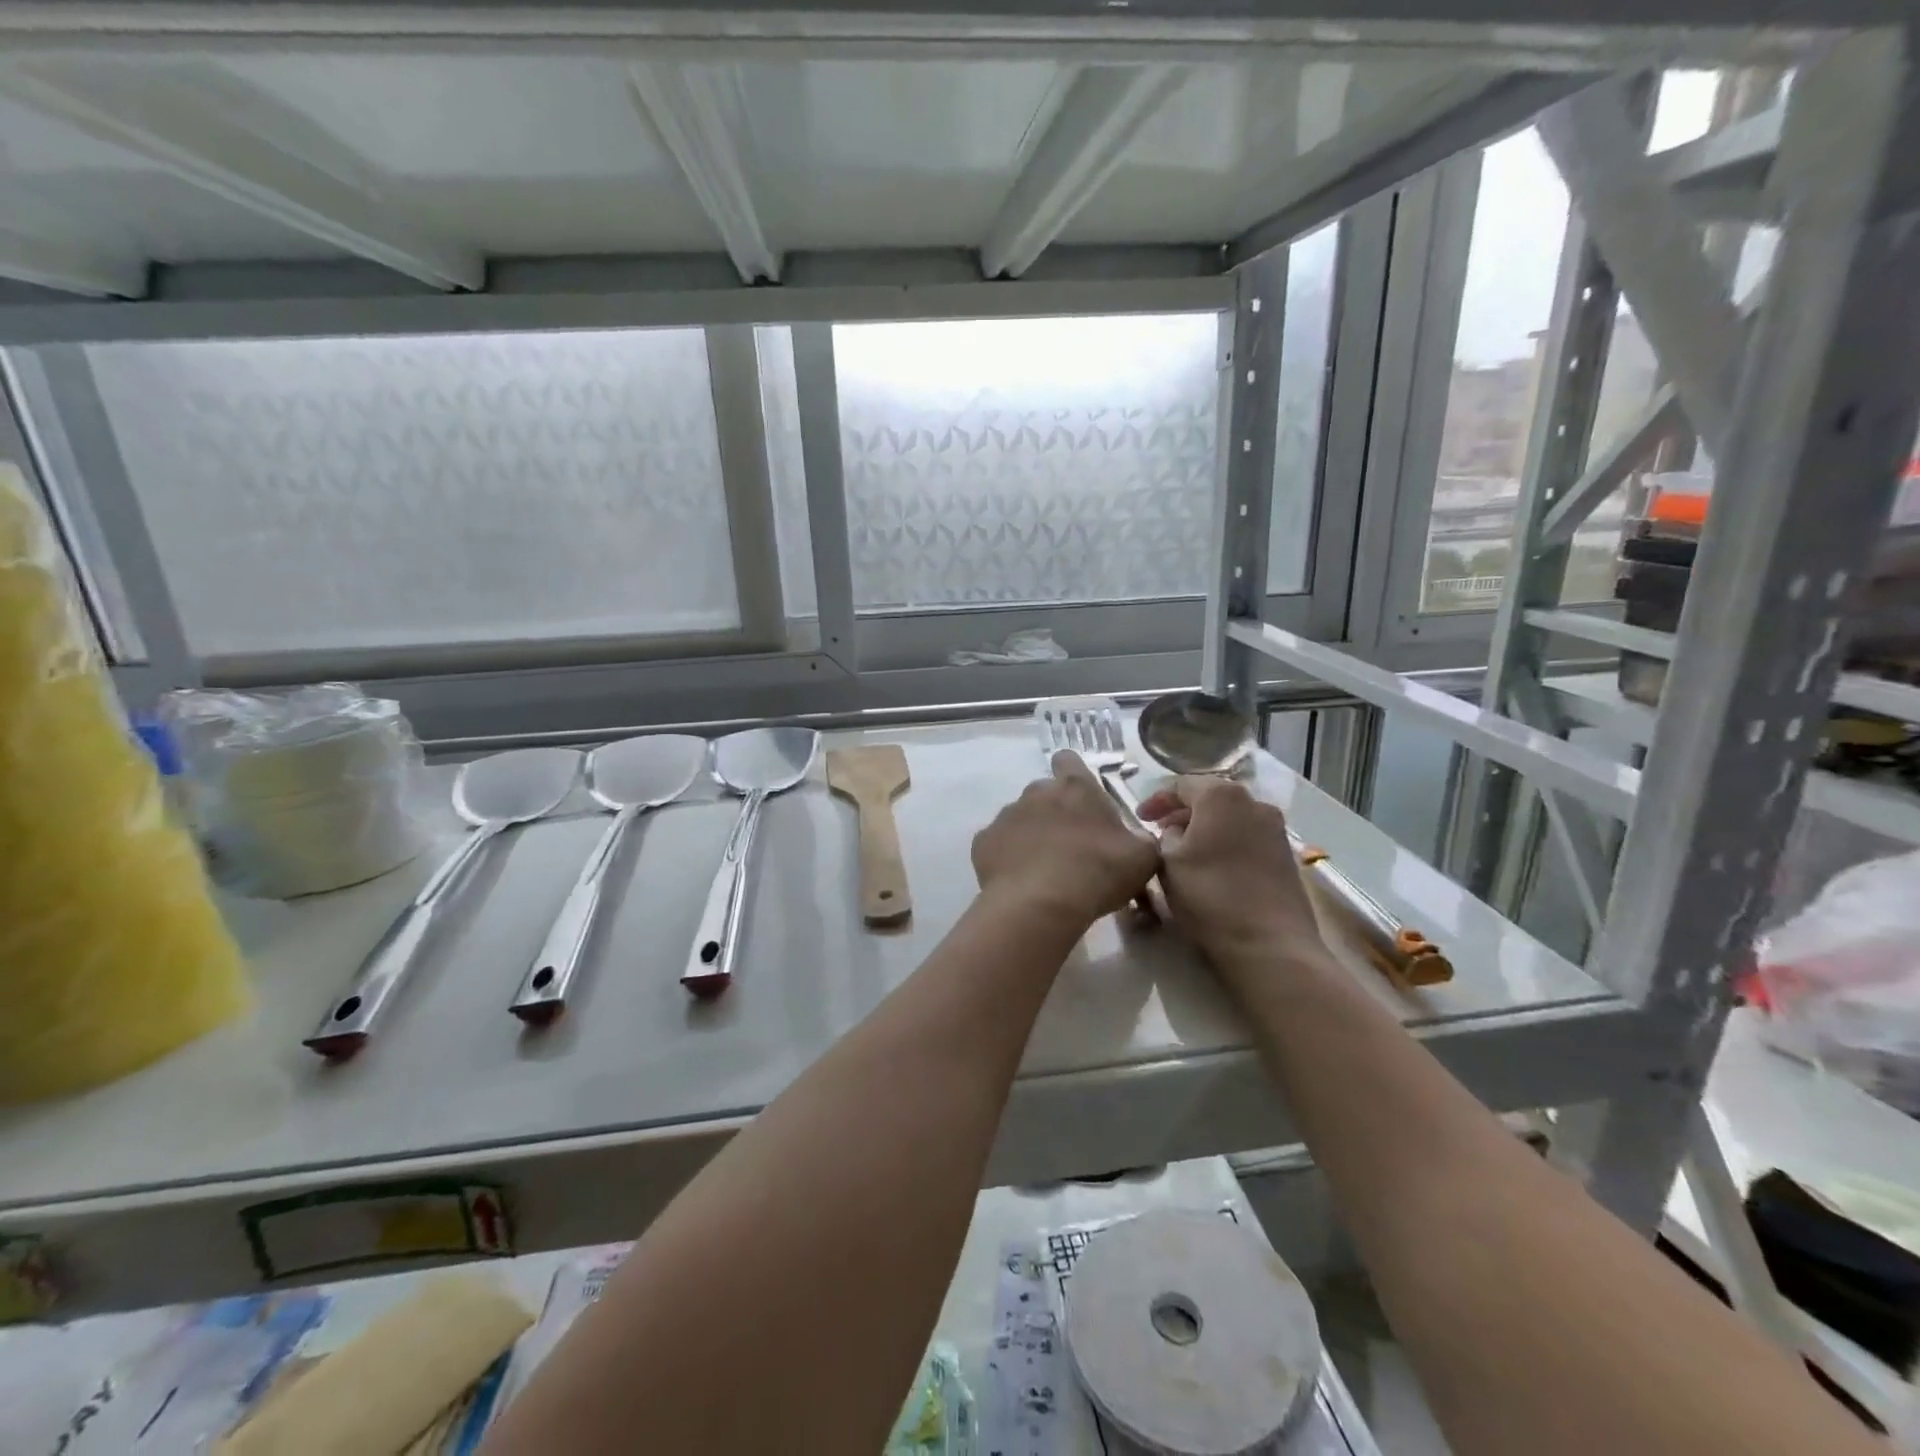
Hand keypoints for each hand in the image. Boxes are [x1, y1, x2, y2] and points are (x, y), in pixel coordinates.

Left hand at [972, 752, 1158, 929]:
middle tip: (1072, 847)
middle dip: (1056, 812)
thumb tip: (1136, 841)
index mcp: (1075, 787)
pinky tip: (1021, 881)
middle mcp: (1036, 792)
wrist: (1039, 904)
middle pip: (1045, 793)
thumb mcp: (1142, 858)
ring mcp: (1006, 815)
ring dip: (1032, 835)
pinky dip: (1008, 857)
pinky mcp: (983, 841)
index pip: (1069, 760)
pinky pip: (998, 844)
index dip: (1074, 774)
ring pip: (1020, 818)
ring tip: (1045, 870)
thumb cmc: (1097, 872)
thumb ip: (1141, 841)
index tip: (1083, 799)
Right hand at [1136, 776, 1331, 980]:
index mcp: (1222, 796)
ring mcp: (1276, 829)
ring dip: (1205, 828)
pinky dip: (1226, 843)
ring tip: (1184, 851)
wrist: (1270, 944)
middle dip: (1182, 813)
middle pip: (1210, 798)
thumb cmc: (1210, 896)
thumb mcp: (1169, 863)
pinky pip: (1247, 837)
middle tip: (1159, 832)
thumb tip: (1176, 832)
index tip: (1139, 819)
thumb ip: (1166, 836)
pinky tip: (1213, 866)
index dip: (1156, 800)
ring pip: (1231, 818)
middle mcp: (1254, 802)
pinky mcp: (1286, 855)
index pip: (1182, 785)